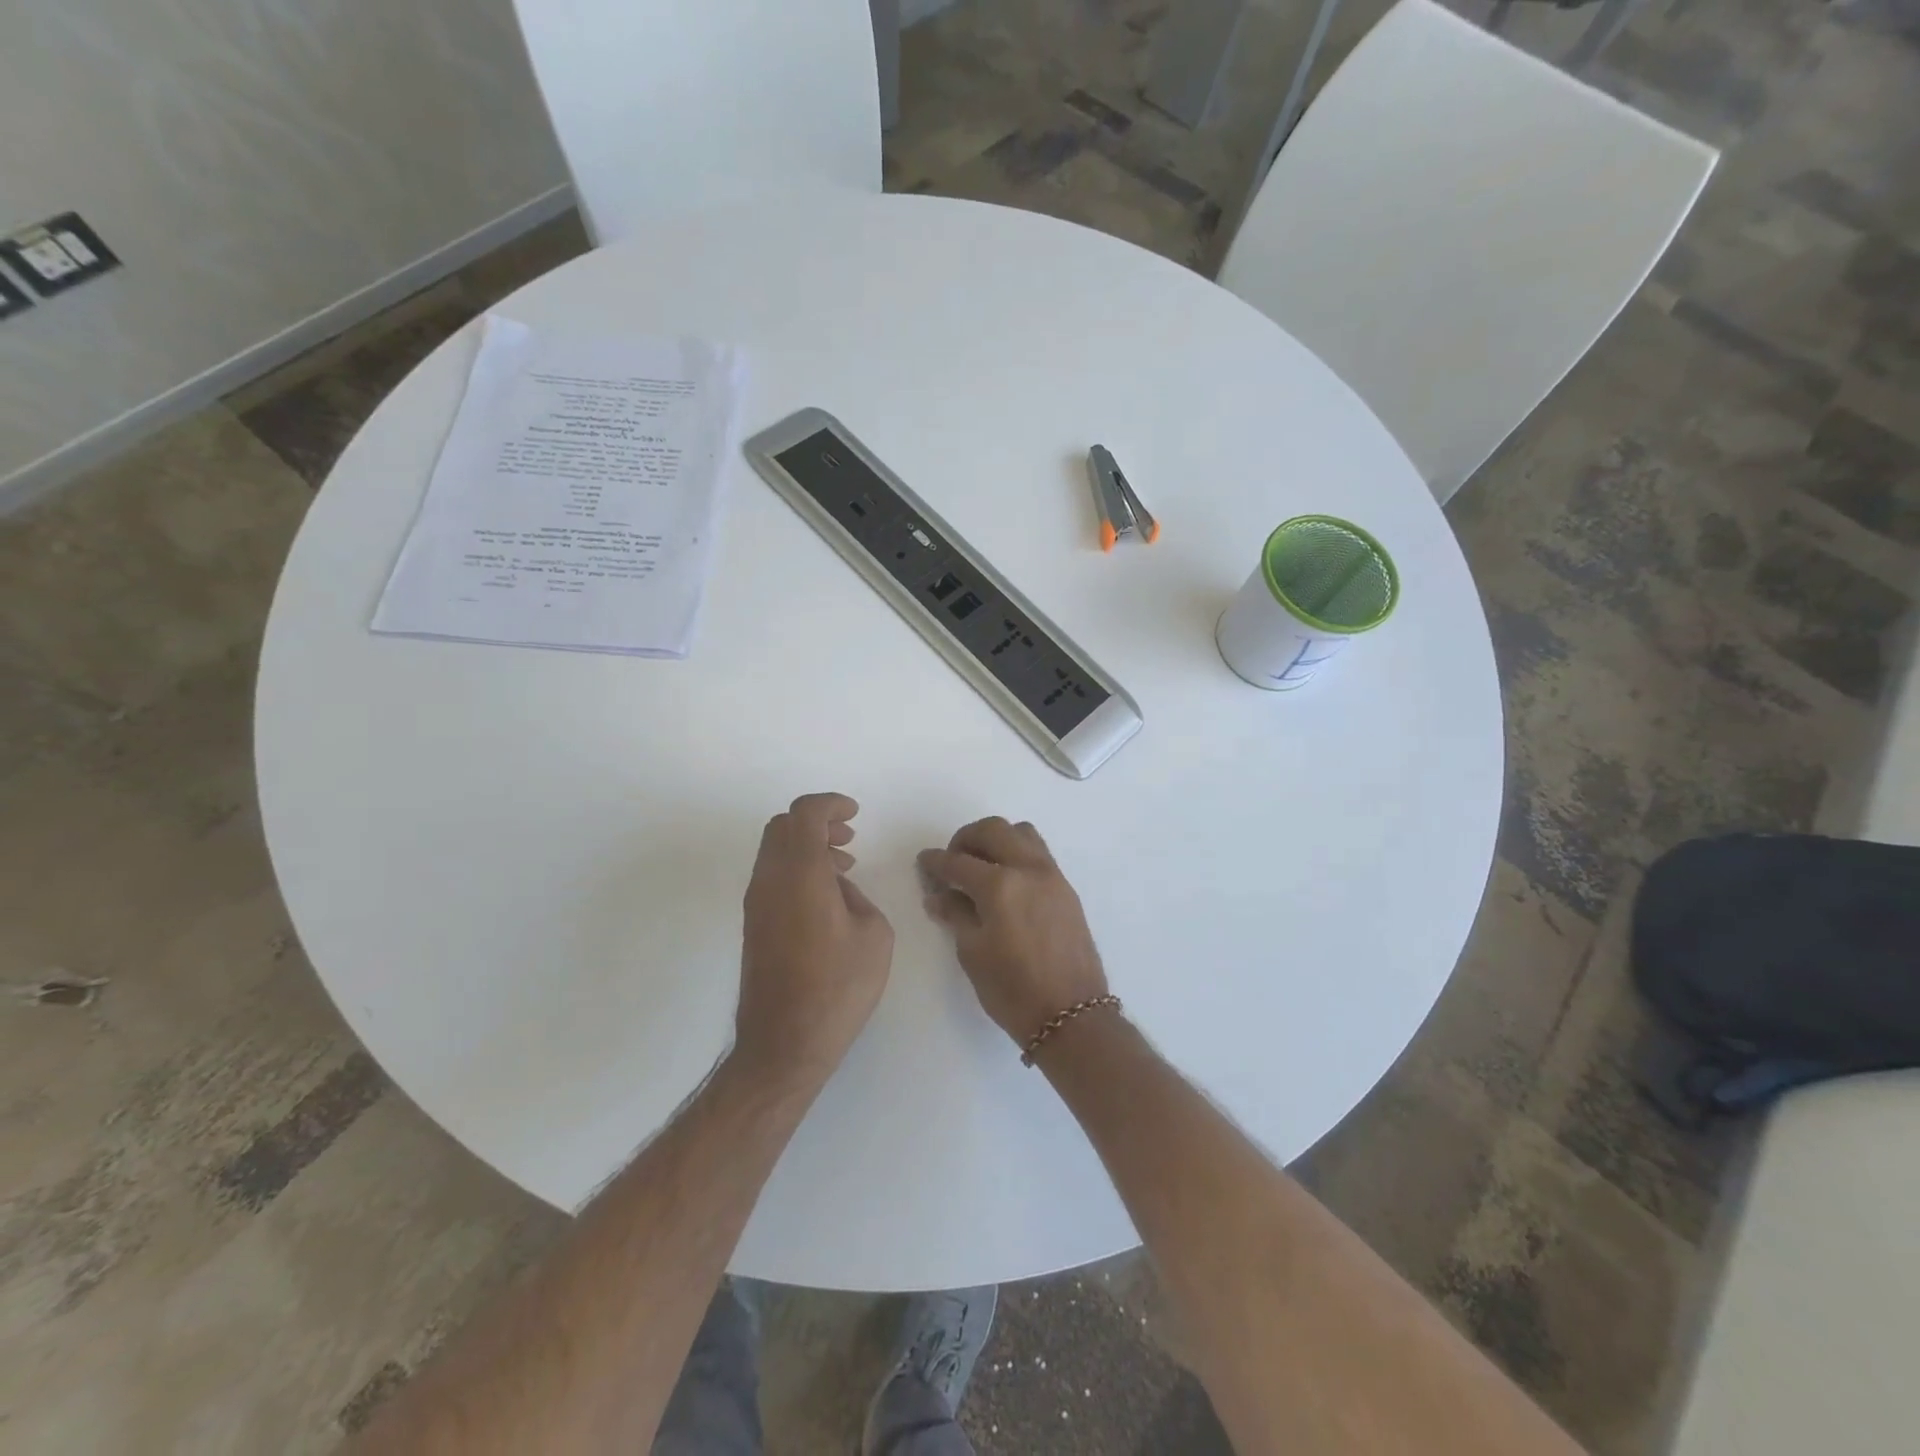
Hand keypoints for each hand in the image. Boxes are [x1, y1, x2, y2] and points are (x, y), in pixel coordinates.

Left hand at [737, 793, 894, 1078]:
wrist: (784, 1043)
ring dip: (807, 846)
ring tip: (844, 864)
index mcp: (800, 874)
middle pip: (782, 826)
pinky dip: (797, 868)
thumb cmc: (837, 988)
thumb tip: (836, 889)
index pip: (804, 814)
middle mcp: (770, 880)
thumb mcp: (874, 935)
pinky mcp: (753, 925)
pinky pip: (773, 876)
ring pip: (774, 850)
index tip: (854, 814)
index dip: (830, 804)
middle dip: (817, 821)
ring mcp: (756, 903)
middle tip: (849, 837)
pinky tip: (826, 895)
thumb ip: (856, 897)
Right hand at [918, 817, 1108, 1046]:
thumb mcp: (973, 954)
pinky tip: (1006, 881)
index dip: (936, 861)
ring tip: (981, 865)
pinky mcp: (1066, 888)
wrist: (1072, 1015)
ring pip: (1021, 833)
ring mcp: (1052, 876)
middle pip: (993, 830)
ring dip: (996, 839)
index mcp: (1000, 885)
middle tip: (952, 861)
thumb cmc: (1013, 990)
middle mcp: (1028, 869)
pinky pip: (1038, 852)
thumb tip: (939, 895)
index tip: (924, 862)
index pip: (958, 862)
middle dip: (966, 839)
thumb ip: (955, 915)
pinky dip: (1017, 853)